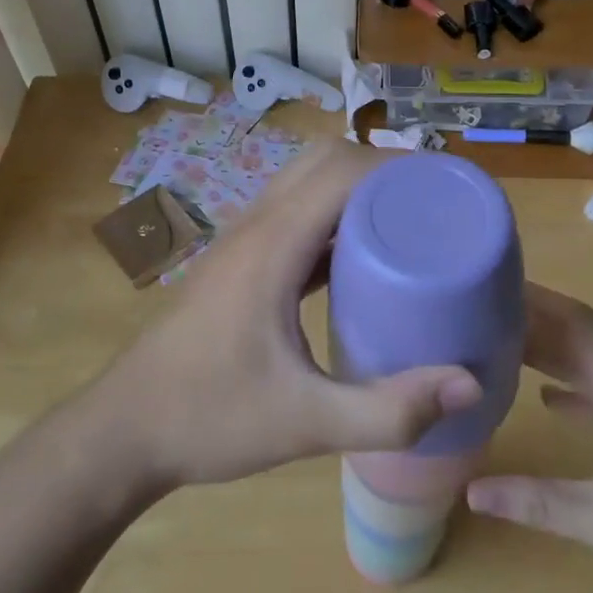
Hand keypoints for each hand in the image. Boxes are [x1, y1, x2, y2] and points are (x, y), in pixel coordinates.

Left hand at [93, 141, 483, 490]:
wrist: (123, 431)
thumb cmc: (209, 419)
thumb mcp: (306, 423)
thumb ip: (389, 411)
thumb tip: (468, 384)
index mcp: (273, 246)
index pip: (342, 173)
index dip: (397, 169)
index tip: (446, 189)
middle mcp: (257, 227)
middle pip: (323, 161)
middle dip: (381, 169)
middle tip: (431, 203)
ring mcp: (242, 241)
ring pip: (304, 182)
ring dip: (354, 187)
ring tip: (407, 221)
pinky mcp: (239, 261)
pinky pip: (294, 214)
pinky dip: (332, 215)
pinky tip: (360, 258)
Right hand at [466, 285, 592, 592]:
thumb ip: (537, 503)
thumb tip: (472, 490)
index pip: (577, 323)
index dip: (539, 299)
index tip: (499, 285)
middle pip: (580, 339)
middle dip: (535, 323)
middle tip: (484, 316)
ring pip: (592, 366)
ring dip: (551, 353)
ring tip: (504, 349)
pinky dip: (573, 388)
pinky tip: (548, 399)